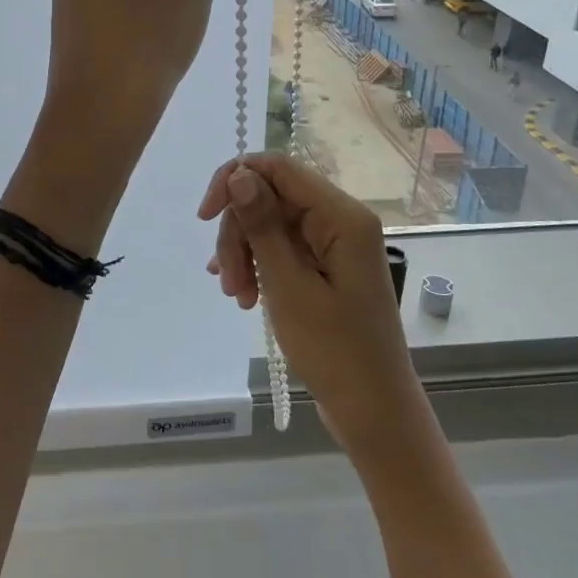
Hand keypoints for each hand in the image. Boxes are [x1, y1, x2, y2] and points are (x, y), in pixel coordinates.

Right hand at [197, 154, 428, 460]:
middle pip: (270, 198)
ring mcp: (333, 243)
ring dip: (245, 254)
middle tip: (229, 282)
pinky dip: (258, 266)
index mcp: (342, 216)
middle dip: (240, 233)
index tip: (204, 216)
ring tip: (236, 296)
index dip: (234, 180)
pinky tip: (242, 292)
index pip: (279, 168)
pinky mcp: (326, 266)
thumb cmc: (334, 351)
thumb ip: (262, 225)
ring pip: (270, 224)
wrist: (373, 410)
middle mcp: (340, 219)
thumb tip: (239, 173)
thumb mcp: (289, 285)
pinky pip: (282, 248)